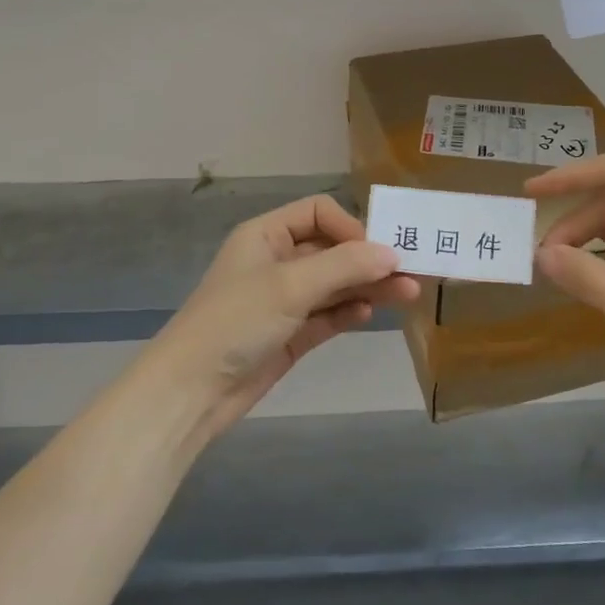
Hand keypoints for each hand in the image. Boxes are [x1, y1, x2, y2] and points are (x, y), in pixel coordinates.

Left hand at [140, 195, 419, 442]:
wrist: (191, 391)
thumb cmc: (236, 321)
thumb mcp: (290, 285)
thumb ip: (344, 266)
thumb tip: (392, 254)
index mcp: (267, 235)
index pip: (319, 213)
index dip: (350, 227)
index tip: (377, 252)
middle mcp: (277, 261)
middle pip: (332, 249)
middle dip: (369, 259)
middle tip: (412, 271)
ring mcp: (284, 299)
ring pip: (335, 284)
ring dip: (368, 286)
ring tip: (408, 293)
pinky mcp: (290, 333)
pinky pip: (328, 314)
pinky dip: (349, 310)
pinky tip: (370, 313)